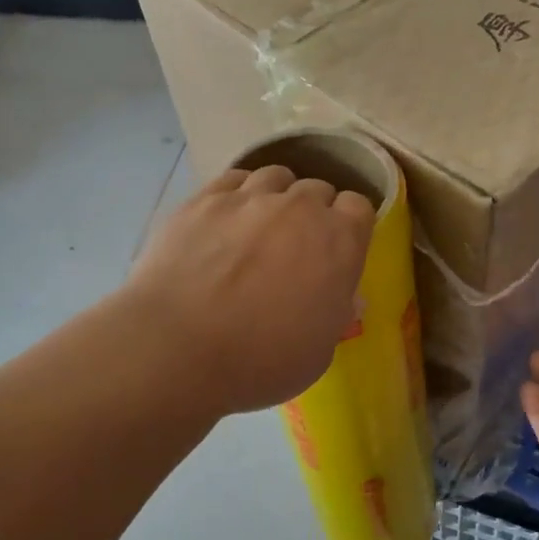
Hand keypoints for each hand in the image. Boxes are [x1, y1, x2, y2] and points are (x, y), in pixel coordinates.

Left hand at [125, 164, 375, 415]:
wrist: (179, 349)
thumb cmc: (261, 362)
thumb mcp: (318, 353)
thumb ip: (335, 315)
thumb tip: (343, 297)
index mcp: (339, 242)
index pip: (359, 208)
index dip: (349, 227)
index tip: (337, 251)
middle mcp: (299, 208)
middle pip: (317, 190)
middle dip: (313, 213)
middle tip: (296, 248)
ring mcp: (248, 198)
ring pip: (275, 176)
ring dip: (277, 197)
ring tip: (260, 226)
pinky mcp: (203, 200)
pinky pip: (232, 179)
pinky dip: (238, 194)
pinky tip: (227, 219)